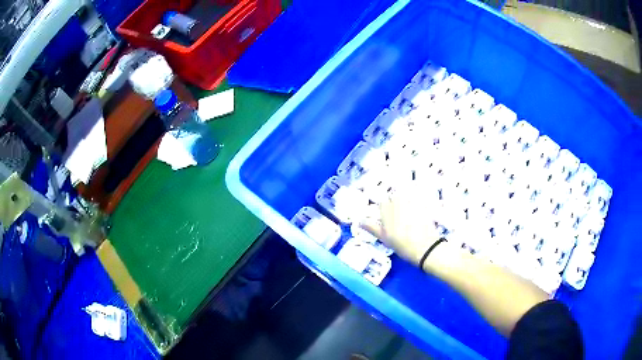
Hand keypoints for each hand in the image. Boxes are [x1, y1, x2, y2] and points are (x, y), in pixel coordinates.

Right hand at [360, 186, 443, 265]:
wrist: (425, 248)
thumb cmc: (402, 246)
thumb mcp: (385, 239)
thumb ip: (372, 228)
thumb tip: (360, 221)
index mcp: (387, 212)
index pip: (383, 203)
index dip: (385, 209)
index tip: (387, 217)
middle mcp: (399, 204)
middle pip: (395, 197)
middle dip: (396, 203)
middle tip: (399, 217)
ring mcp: (413, 204)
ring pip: (407, 198)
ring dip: (407, 203)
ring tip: (409, 216)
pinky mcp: (425, 206)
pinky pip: (419, 201)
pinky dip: (418, 205)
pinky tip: (419, 216)